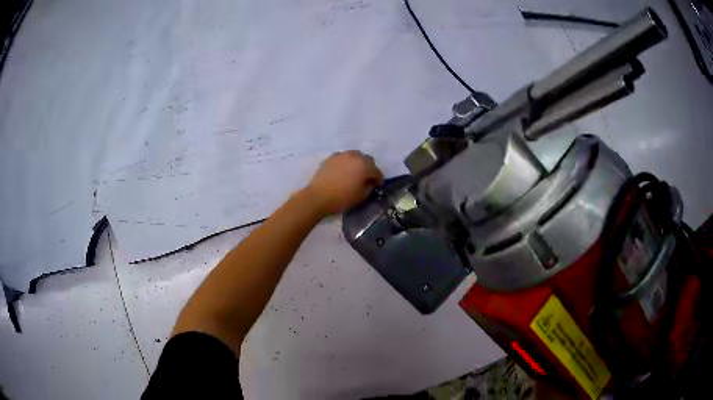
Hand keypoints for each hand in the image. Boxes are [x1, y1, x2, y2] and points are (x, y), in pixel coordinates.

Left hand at [305, 151, 383, 215]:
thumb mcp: (361, 196)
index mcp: (364, 165)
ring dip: (357, 163)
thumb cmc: (342, 198)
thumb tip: (369, 181)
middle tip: (366, 178)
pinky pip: (343, 158)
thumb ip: (369, 186)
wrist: (318, 197)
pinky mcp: (331, 158)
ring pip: (355, 156)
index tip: (377, 185)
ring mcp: (342, 155)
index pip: (376, 171)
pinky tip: (342, 171)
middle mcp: (354, 156)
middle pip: (367, 159)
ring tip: (354, 173)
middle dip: (369, 168)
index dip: (378, 179)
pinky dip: (346, 163)